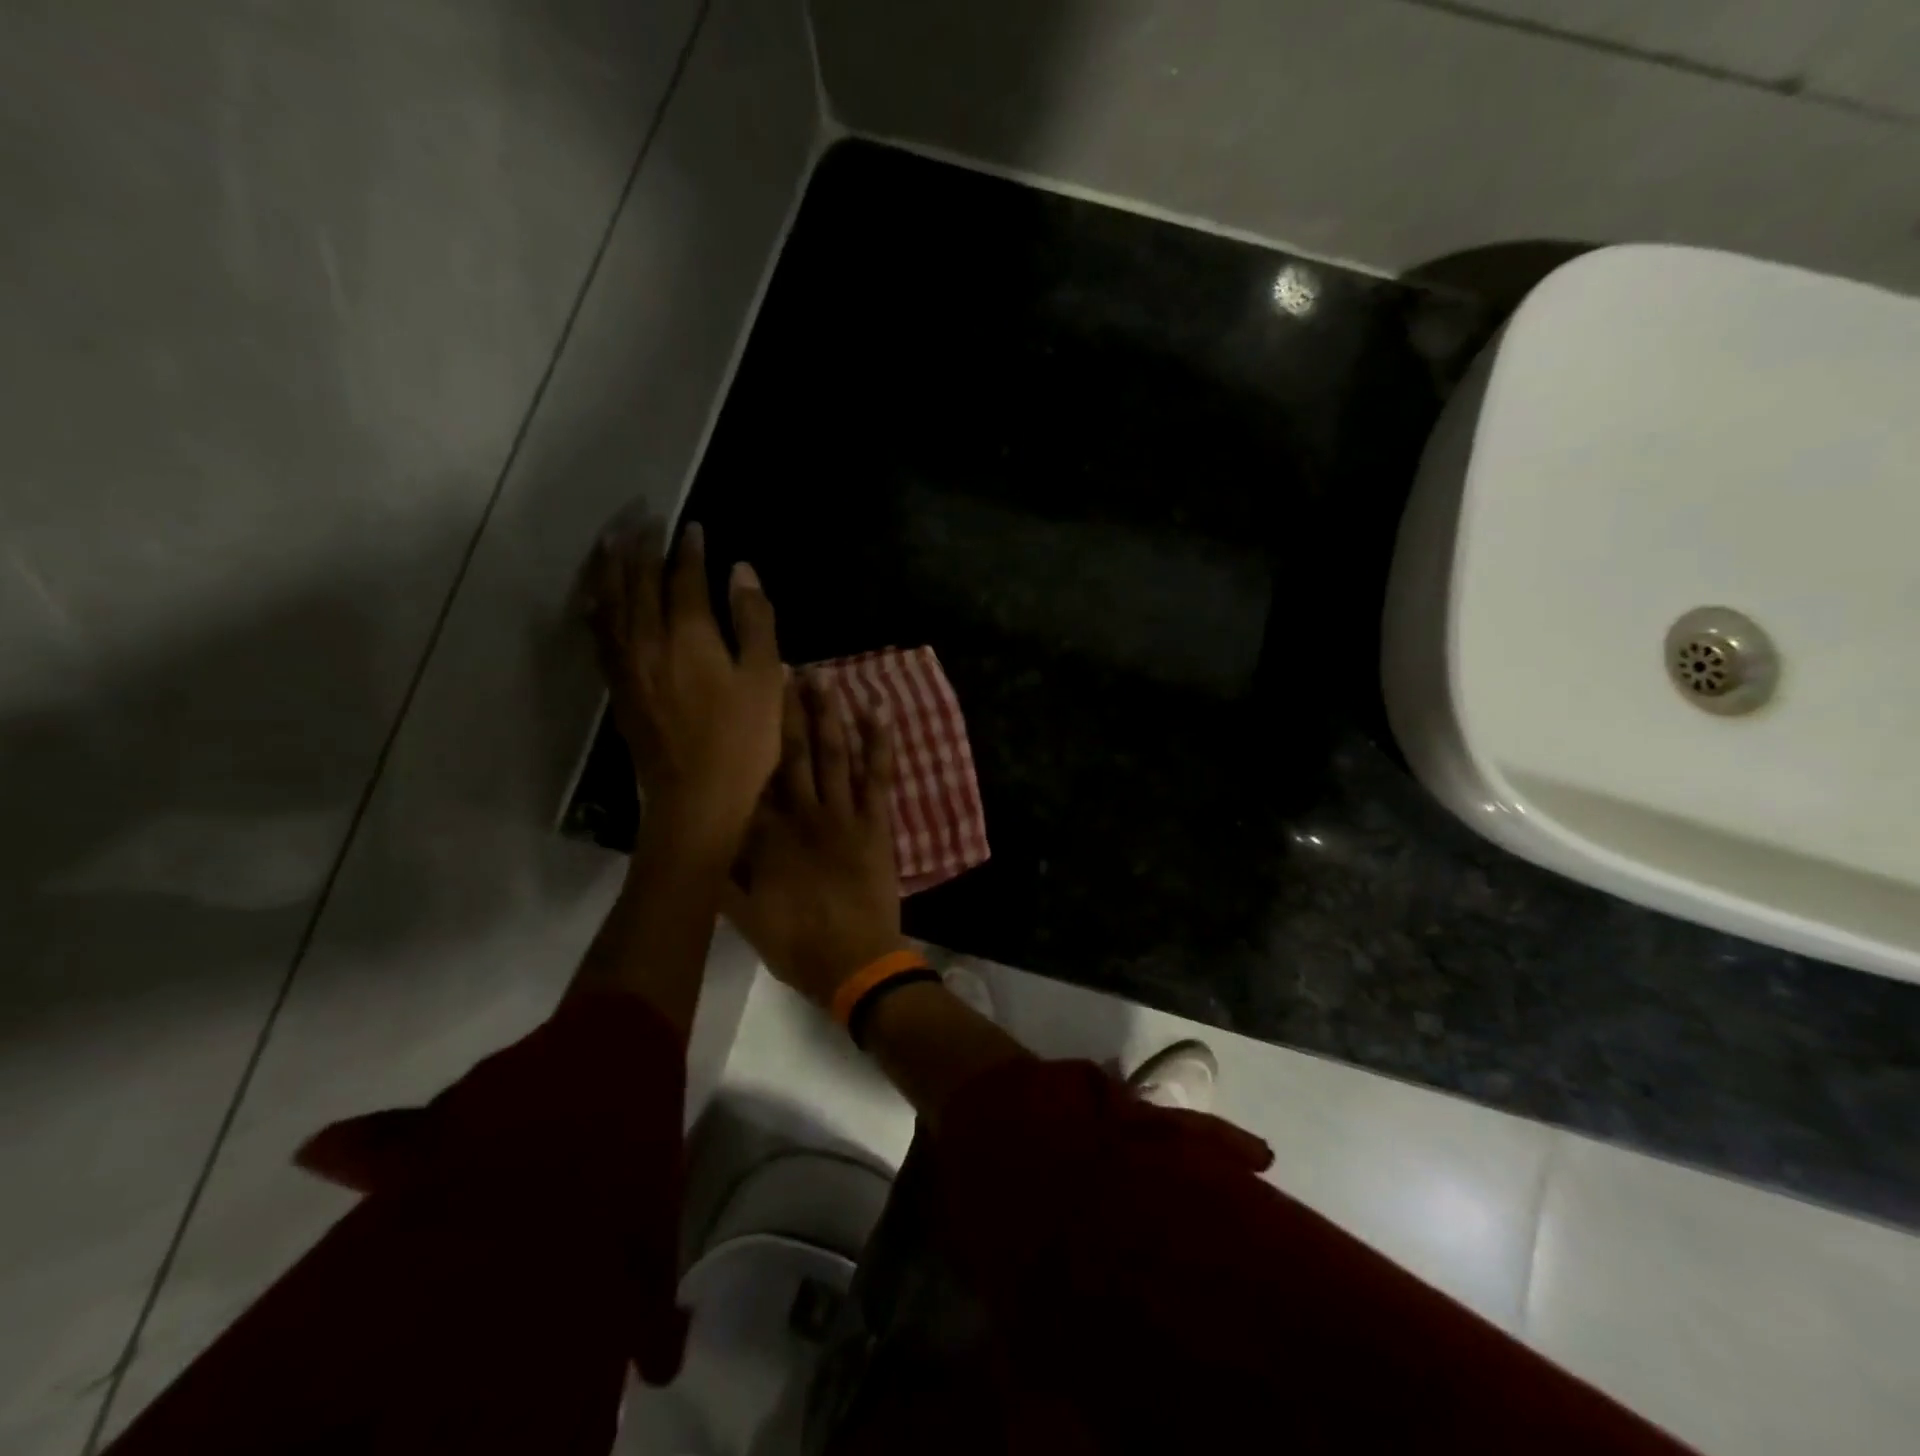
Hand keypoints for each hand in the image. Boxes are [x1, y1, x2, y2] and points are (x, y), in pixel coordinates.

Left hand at [586, 520, 783, 860]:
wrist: (696, 798)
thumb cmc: (743, 740)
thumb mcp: (764, 678)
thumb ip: (753, 620)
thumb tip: (741, 570)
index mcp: (689, 634)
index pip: (684, 577)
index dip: (688, 549)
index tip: (692, 527)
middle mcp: (648, 639)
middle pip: (637, 580)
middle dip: (640, 544)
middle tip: (643, 516)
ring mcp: (627, 664)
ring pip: (610, 601)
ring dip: (610, 566)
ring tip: (610, 539)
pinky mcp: (618, 687)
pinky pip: (598, 635)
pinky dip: (595, 607)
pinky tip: (594, 597)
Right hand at [724, 674, 902, 1006]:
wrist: (854, 962)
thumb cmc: (796, 943)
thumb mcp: (744, 915)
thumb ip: (722, 878)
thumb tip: (702, 845)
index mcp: (767, 834)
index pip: (754, 776)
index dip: (751, 736)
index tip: (747, 701)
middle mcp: (802, 813)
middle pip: (793, 752)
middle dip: (790, 710)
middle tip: (789, 669)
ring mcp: (842, 814)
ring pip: (833, 754)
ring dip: (828, 714)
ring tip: (824, 678)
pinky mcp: (876, 823)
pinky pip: (878, 776)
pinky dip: (879, 743)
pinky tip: (877, 712)